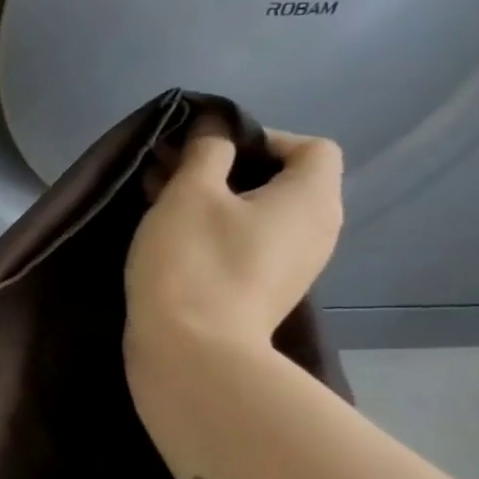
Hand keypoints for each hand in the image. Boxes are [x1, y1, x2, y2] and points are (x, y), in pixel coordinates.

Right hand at [125, 124, 344, 352]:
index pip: (311, 147)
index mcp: (311, 199)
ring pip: (261, 213)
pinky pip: (249, 242)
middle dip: (227, 167)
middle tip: (173, 170)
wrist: (192, 350)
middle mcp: (317, 229)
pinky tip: (172, 235)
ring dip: (216, 199)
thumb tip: (216, 129)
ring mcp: (294, 265)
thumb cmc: (194, 261)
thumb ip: (206, 152)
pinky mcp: (266, 290)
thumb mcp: (190, 193)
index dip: (261, 136)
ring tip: (161, 200)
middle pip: (283, 179)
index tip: (208, 150)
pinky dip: (218, 229)